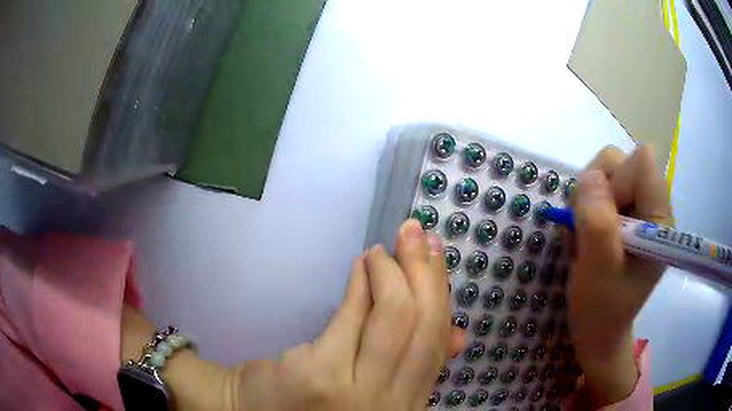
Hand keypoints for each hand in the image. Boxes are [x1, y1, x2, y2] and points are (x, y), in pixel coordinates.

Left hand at [228, 220, 465, 410]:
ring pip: (395, 317)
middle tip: (415, 234)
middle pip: (423, 325)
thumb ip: (411, 370)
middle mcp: (390, 404)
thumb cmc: (317, 407)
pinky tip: (362, 265)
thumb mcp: (376, 397)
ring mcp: (355, 392)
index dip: (442, 295)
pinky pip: (351, 315)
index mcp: (406, 406)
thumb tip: (459, 334)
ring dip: (392, 271)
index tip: (436, 257)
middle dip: (424, 271)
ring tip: (383, 250)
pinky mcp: (320, 374)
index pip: (437, 344)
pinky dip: (361, 283)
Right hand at [568, 145, 671, 406]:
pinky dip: (585, 209)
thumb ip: (597, 223)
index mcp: (659, 220)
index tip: (603, 218)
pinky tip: (585, 237)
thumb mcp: (598, 271)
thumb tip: (589, 176)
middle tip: (587, 228)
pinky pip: (598, 190)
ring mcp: (637, 209)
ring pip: (606, 173)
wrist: (599, 330)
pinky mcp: (623, 214)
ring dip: (587, 200)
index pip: (641, 162)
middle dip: (596, 189)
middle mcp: (651, 206)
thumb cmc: (602, 309)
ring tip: (585, 237)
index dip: (617, 180)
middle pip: (620, 162)